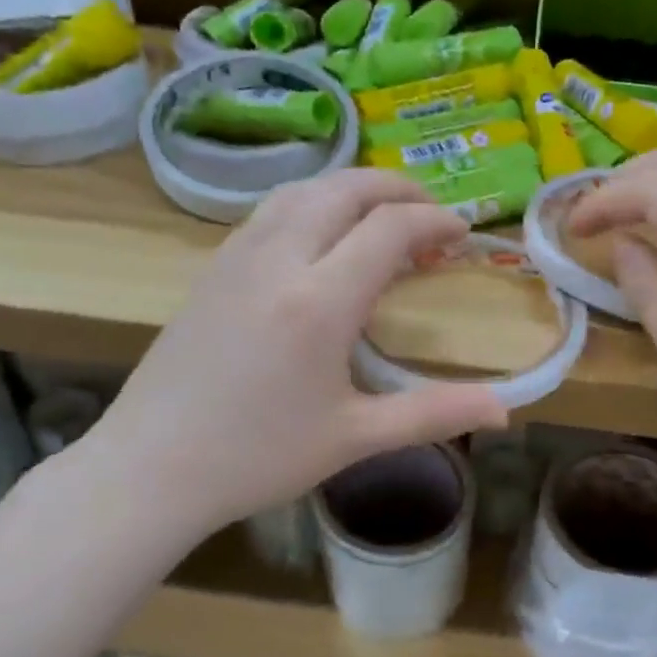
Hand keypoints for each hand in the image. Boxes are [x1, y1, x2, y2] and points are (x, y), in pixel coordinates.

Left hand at [83, 170, 508, 533]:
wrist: (150, 468)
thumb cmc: (258, 457)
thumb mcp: (355, 438)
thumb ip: (434, 414)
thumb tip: (506, 412)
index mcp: (319, 300)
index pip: (389, 228)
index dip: (434, 220)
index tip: (462, 232)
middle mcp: (278, 260)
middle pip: (344, 189)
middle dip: (396, 188)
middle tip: (430, 212)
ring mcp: (237, 258)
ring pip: (302, 191)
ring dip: (351, 189)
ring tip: (381, 215)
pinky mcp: (212, 269)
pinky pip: (270, 211)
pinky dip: (311, 203)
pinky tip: (321, 238)